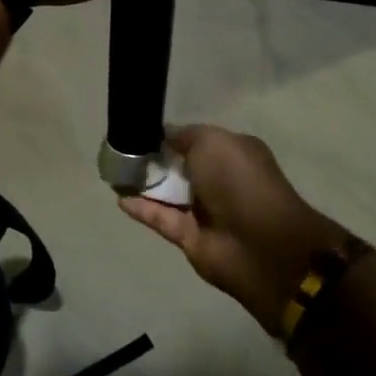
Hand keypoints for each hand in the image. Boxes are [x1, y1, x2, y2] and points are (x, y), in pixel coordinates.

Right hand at [119, 125, 351, 336]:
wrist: (261, 244)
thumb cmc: (240, 181)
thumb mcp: (212, 141)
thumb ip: (184, 135)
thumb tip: (163, 135)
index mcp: (232, 153)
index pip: (195, 140)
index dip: (169, 136)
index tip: (139, 131)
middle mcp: (220, 180)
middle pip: (180, 167)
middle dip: (154, 159)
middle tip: (120, 150)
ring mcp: (206, 211)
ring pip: (169, 194)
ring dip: (144, 184)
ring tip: (113, 172)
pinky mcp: (191, 238)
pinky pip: (162, 219)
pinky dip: (143, 209)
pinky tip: (120, 199)